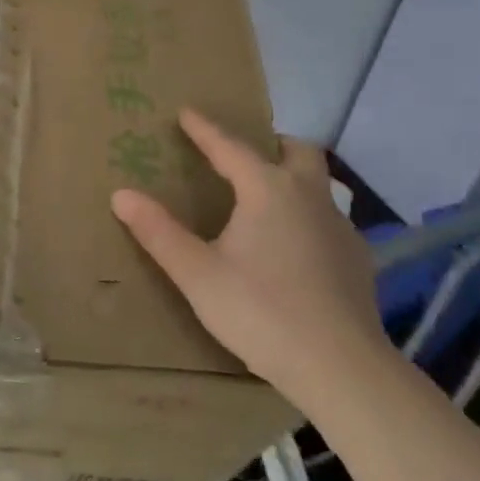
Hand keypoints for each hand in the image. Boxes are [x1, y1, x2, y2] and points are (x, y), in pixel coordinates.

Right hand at [110, 108, 392, 418]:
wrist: (341, 368)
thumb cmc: (261, 312)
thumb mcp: (197, 274)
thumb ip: (159, 232)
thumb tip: (121, 194)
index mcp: (268, 190)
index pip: (231, 147)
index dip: (205, 129)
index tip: (187, 112)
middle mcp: (310, 196)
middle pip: (297, 151)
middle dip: (270, 143)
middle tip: (243, 155)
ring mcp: (341, 227)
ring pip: (319, 184)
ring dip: (294, 179)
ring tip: (266, 201)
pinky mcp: (358, 259)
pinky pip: (330, 220)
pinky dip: (309, 217)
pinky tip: (295, 249)